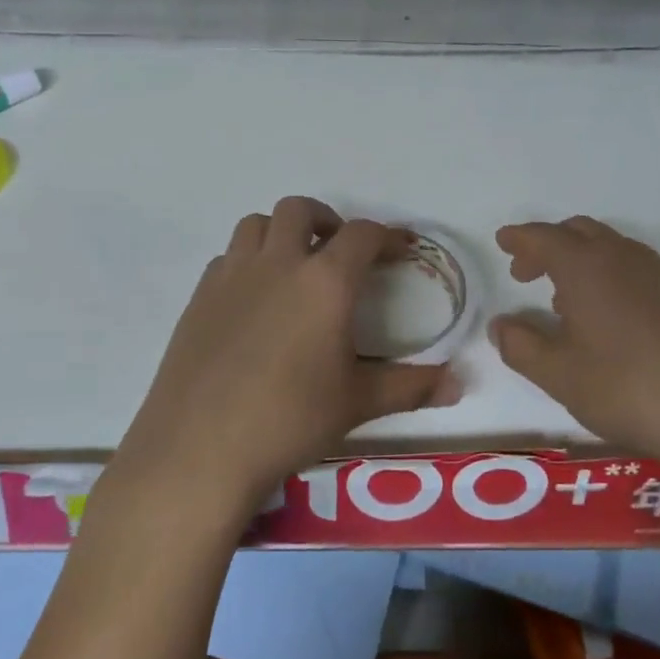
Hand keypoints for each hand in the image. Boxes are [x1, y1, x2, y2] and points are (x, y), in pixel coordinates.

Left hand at [116, 197, 459, 519]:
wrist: (199, 448)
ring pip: (257, 224)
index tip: (399, 250)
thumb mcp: (358, 403)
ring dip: (281, 233)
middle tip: (339, 253)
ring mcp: (232, 275)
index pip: (362, 235)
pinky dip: (248, 261)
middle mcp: (278, 263)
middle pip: (301, 210)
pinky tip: (254, 300)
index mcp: (325, 281)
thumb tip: (460, 384)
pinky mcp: (199, 296)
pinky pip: (228, 257)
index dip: (386, 236)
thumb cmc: (290, 420)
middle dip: (327, 221)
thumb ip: (412, 387)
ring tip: (294, 267)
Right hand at [490, 217, 659, 481]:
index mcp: (586, 267)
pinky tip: (609, 318)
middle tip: (527, 272)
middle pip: (579, 232)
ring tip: (563, 299)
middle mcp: (623, 258)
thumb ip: (522, 347)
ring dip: (580, 260)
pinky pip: (634, 269)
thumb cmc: (628, 387)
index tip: (503, 241)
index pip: (544, 238)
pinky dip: (609, 277)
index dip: (520, 238)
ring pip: (610, 249)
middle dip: (549, 245)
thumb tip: (501, 326)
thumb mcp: (560, 375)